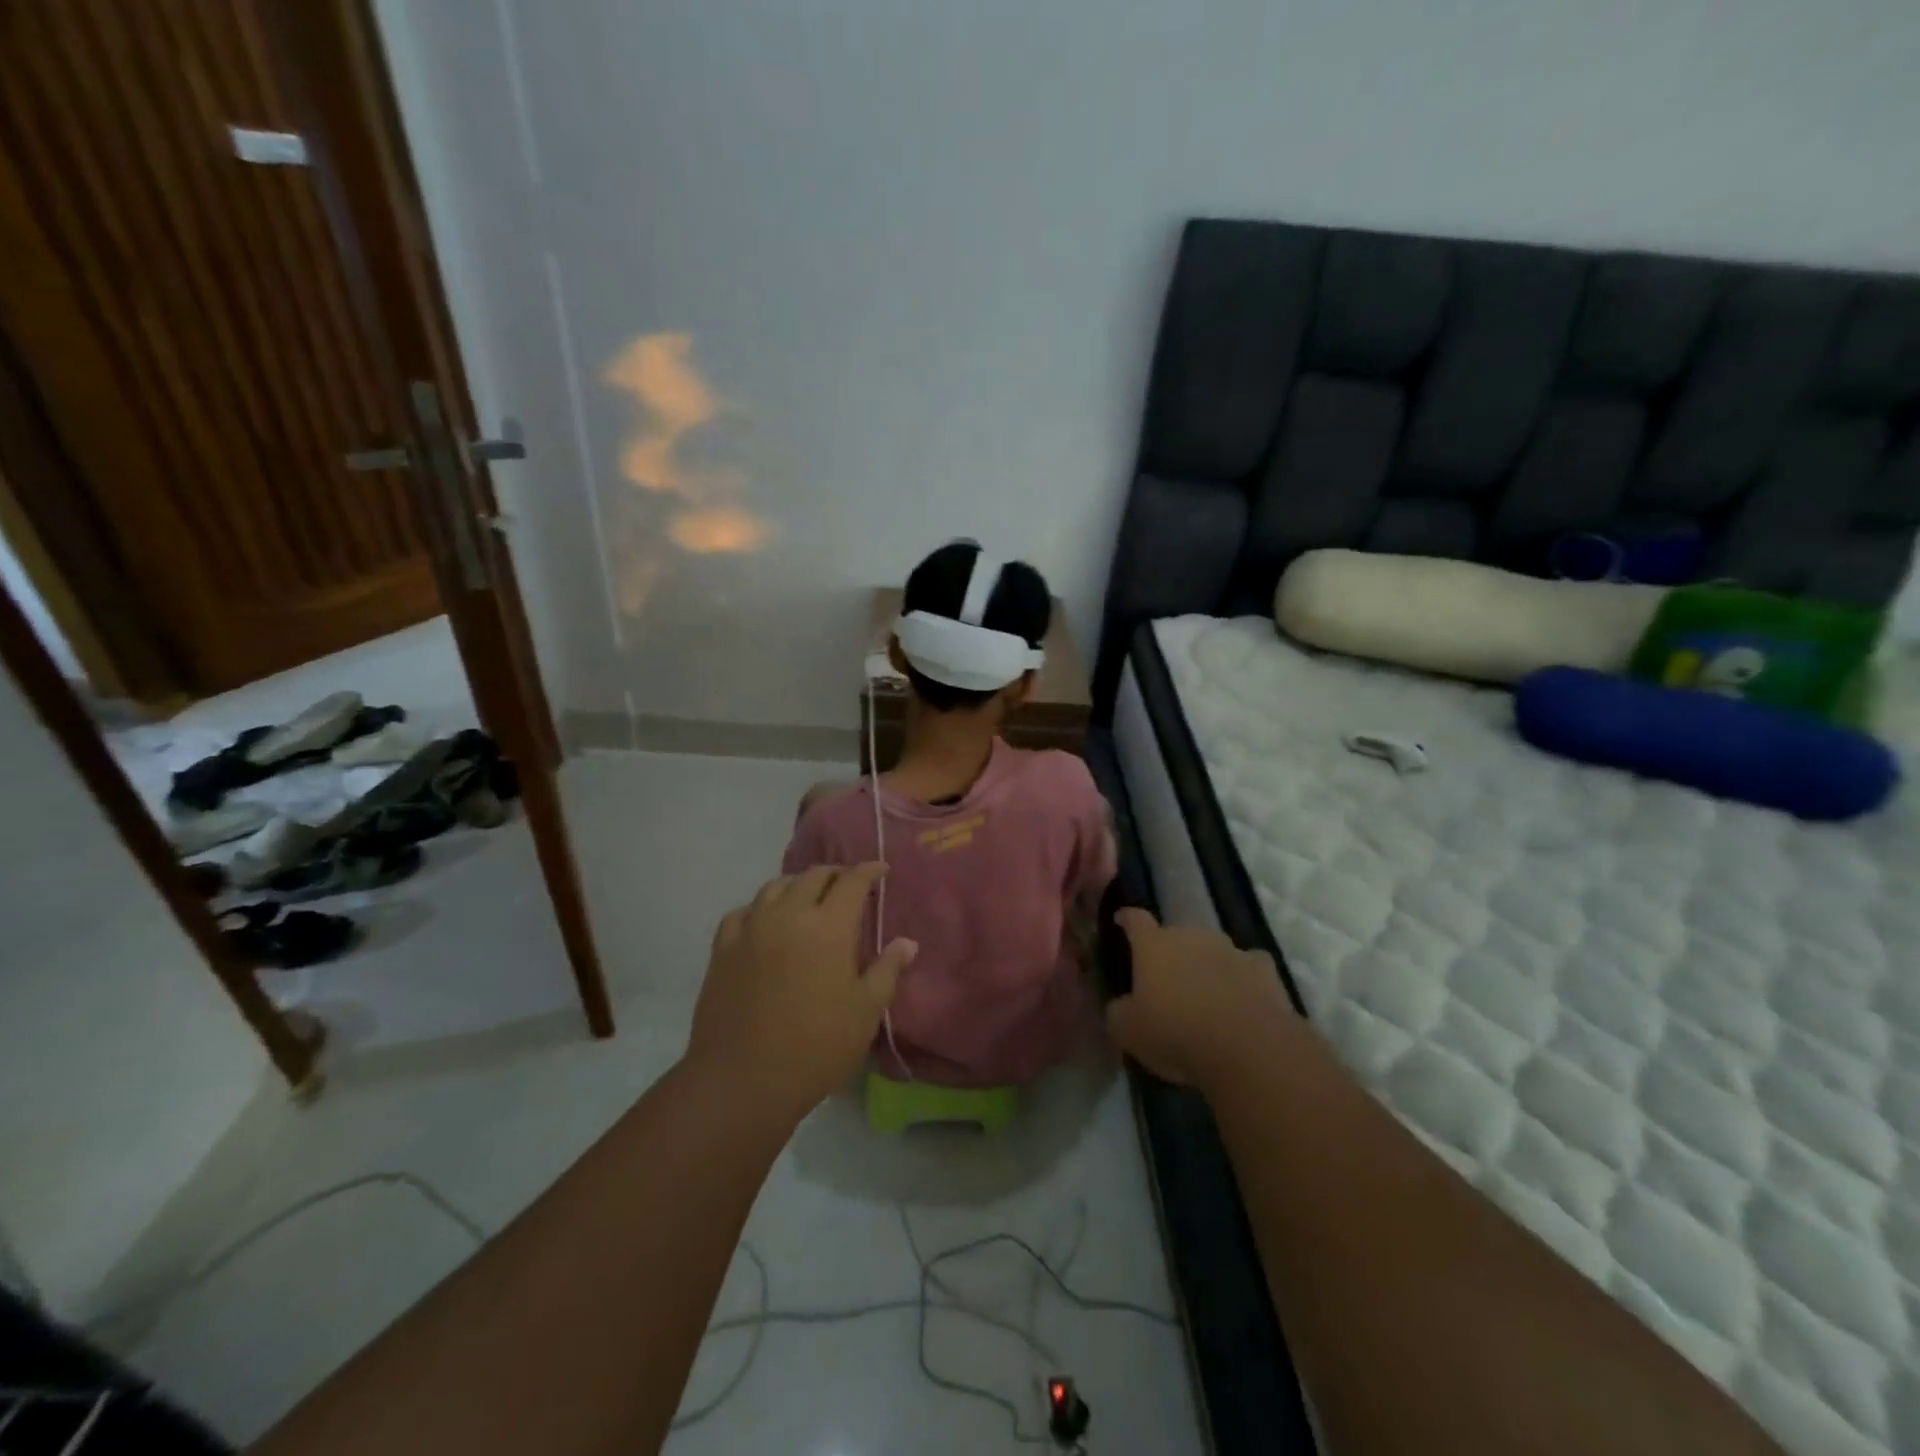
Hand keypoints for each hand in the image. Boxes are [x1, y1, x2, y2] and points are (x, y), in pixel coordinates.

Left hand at [690, 864, 916, 1117]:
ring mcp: (751, 928)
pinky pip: (743, 911)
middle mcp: (788, 914)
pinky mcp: (723, 948)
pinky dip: (761, 907)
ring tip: (808, 899)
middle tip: (849, 886)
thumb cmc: (816, 1047)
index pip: (852, 881)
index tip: (881, 870)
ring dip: (798, 885)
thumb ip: (887, 970)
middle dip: (836, 874)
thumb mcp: (865, 1012)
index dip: (869, 871)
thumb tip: (907, 942)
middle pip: (813, 876)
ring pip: (776, 886)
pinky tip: (766, 922)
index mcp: (828, 926)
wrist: (742, 1080)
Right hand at [1105, 908, 1295, 1094]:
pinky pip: (1248, 967)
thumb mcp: (1128, 1032)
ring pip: (1212, 950)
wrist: (1248, 1048)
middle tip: (1166, 980)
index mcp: (1153, 945)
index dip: (1127, 919)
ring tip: (1206, 994)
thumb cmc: (1176, 1033)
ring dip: (1206, 965)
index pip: (1135, 920)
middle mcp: (1191, 936)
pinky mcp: (1264, 969)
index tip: (1122, 920)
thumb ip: (1118, 1012)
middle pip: (1176, 936)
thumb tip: (1121, 1006)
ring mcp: (1230, 949)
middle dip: (1170, 953)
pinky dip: (1242, 978)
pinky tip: (1243, 998)